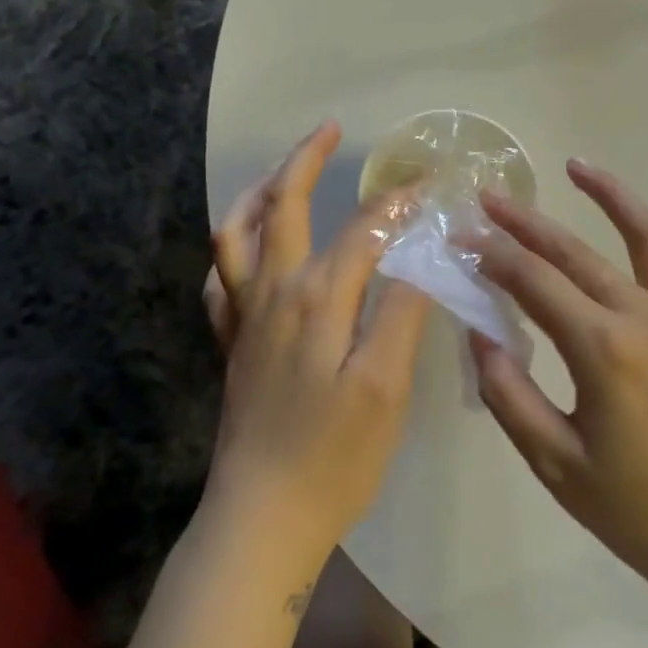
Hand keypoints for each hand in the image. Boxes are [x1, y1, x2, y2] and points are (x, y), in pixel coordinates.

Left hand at [203, 122, 430, 570]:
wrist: (262, 517)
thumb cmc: (334, 458)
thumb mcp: (385, 389)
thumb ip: (401, 317)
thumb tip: (418, 262)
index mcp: (316, 300)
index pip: (361, 231)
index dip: (396, 204)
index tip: (427, 185)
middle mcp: (272, 295)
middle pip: (283, 209)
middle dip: (304, 162)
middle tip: (328, 130)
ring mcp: (244, 320)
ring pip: (236, 236)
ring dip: (257, 195)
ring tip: (280, 175)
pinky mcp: (232, 346)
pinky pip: (220, 281)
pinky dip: (232, 251)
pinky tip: (247, 250)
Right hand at [469, 160, 647, 605]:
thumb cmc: (634, 510)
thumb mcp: (553, 462)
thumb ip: (509, 394)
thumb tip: (481, 336)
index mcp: (603, 349)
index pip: (534, 283)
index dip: (492, 256)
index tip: (461, 237)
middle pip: (577, 254)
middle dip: (528, 223)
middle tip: (490, 198)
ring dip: (614, 197)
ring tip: (578, 166)